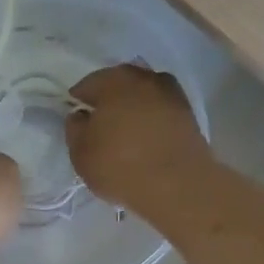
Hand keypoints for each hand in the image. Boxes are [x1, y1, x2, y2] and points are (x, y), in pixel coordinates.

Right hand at [66, 64, 212, 215]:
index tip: (77, 121)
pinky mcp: (189, 113)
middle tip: (100, 127)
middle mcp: (144, 78)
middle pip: (118, 84)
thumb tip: (81, 115)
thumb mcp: (80, 153)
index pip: (87, 85)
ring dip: (133, 108)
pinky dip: (151, 120)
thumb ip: (75, 128)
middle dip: (108, 101)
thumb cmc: (120, 166)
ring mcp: (171, 93)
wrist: (178, 185)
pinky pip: (160, 111)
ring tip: (126, 133)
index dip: (79, 103)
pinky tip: (146, 139)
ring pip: (142, 96)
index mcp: (113, 81)